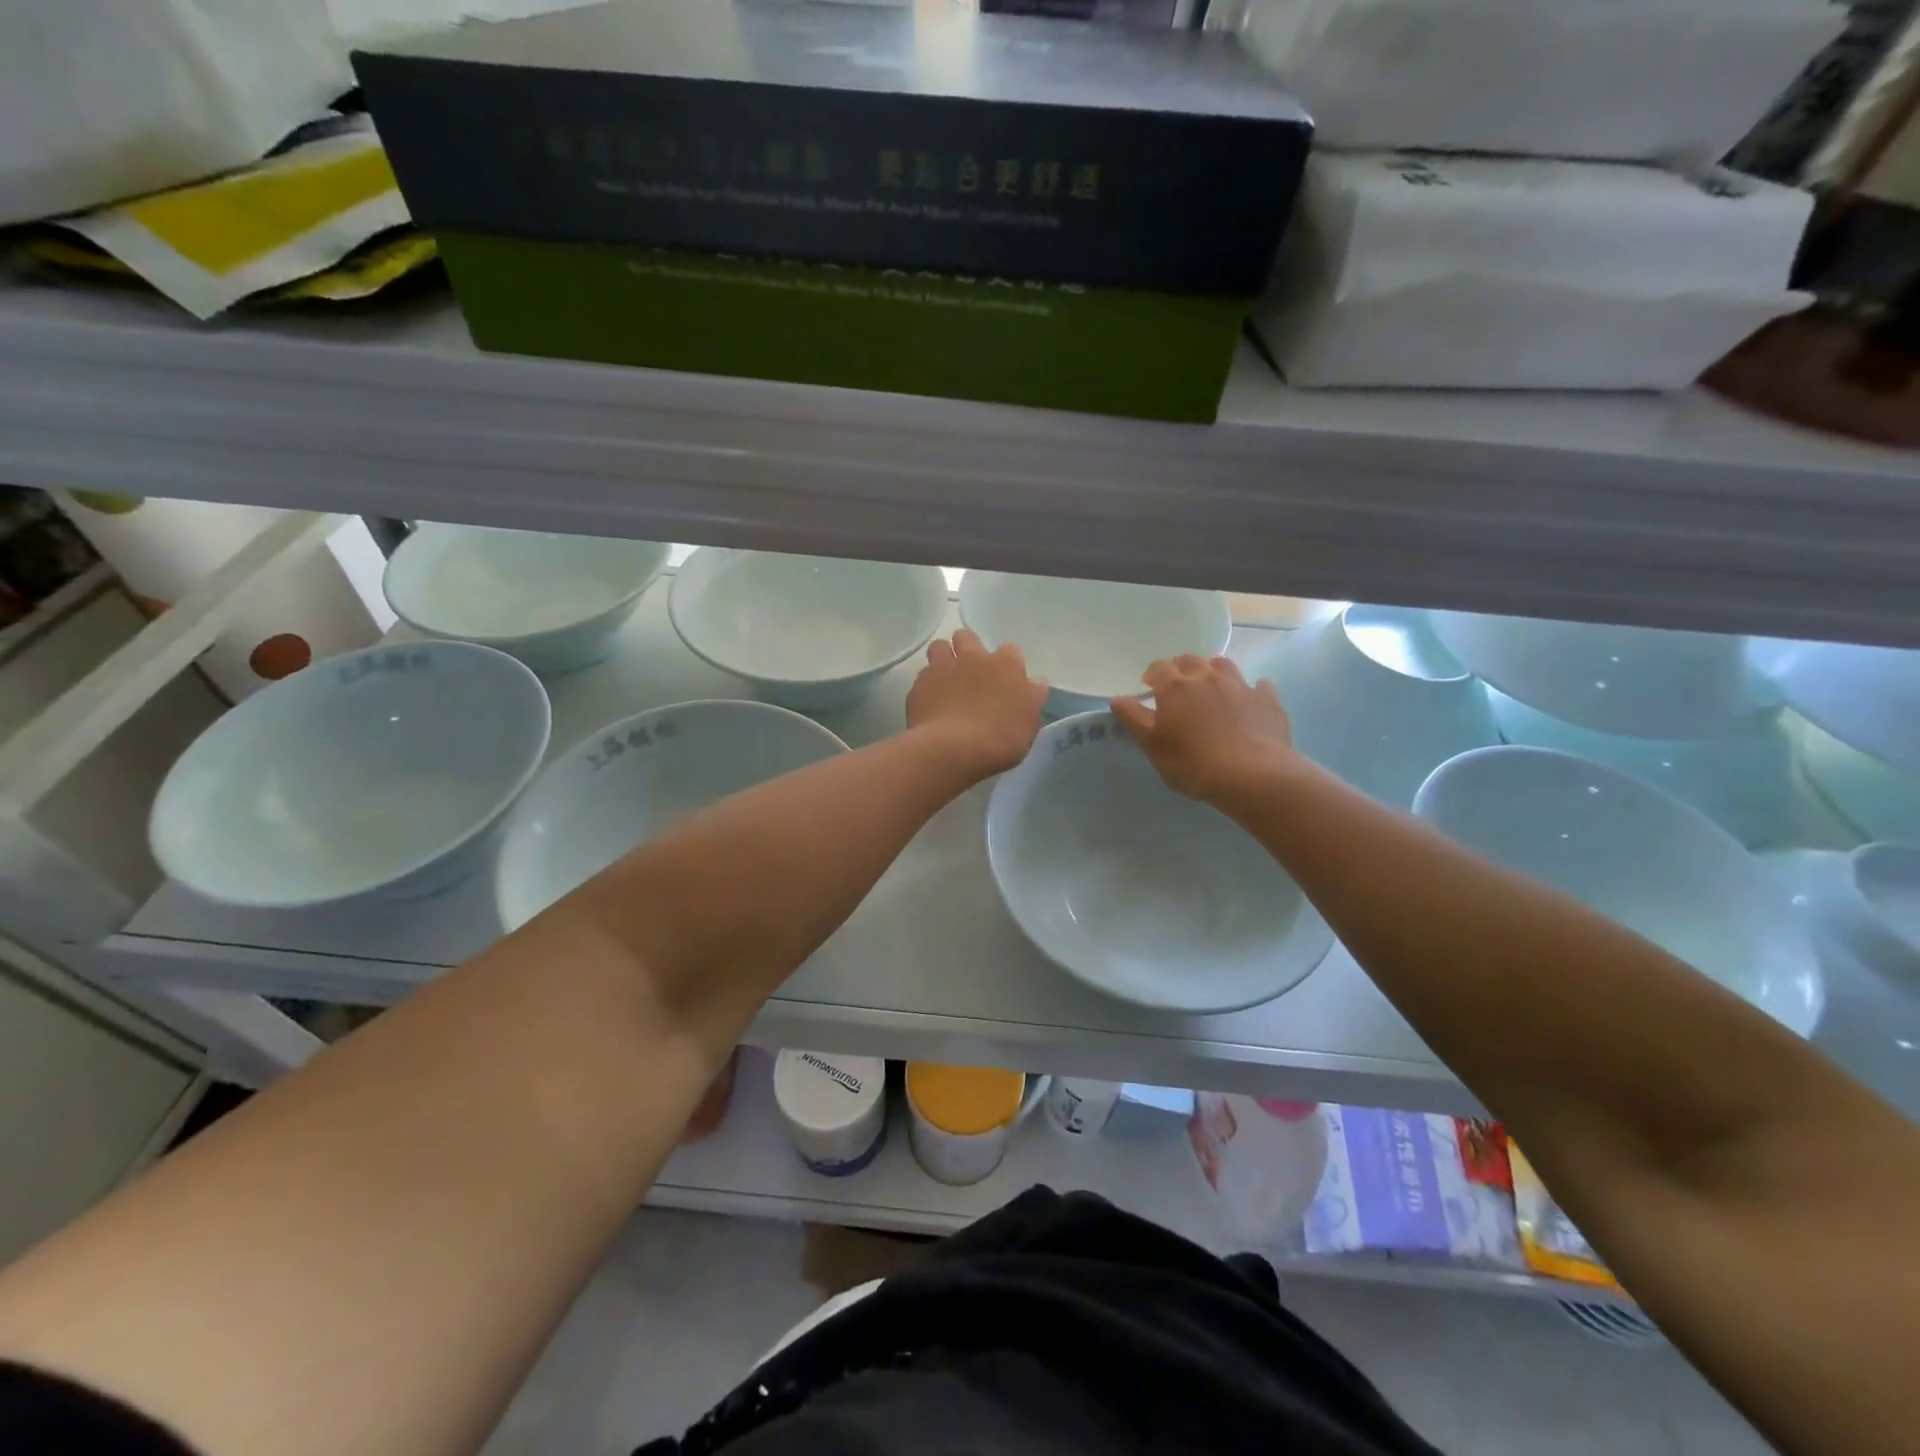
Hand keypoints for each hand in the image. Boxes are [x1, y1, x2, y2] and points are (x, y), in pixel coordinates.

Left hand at [906, 629, 1047, 777]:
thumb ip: (1032, 698)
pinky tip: (931, 703)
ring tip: (946, 679)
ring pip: (939, 647)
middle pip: (967, 637)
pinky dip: (927, 685)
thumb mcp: (1029, 722)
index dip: (1007, 662)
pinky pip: (922, 677)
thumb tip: (1037, 682)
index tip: (1006, 678)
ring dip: (943, 658)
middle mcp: (972, 657)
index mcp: (1005, 664)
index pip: (1010, 650)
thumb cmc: (1002, 737)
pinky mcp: (919, 685)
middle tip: (971, 671)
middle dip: (968, 647)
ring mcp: (942, 668)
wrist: (954, 749)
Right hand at [1111, 655, 1296, 803]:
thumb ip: (1133, 719)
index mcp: (1175, 687)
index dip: (1152, 675)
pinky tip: (1249, 701)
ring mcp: (1240, 685)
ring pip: (1223, 665)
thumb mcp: (1152, 746)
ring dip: (1213, 671)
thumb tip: (1117, 699)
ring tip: (1211, 689)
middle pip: (1190, 660)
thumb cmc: (1192, 763)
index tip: (1149, 687)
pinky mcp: (1267, 699)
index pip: (1158, 668)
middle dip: (1181, 669)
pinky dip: (1251, 689)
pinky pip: (1258, 685)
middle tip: (1178, 687)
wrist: (1251, 775)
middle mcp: (1207, 677)